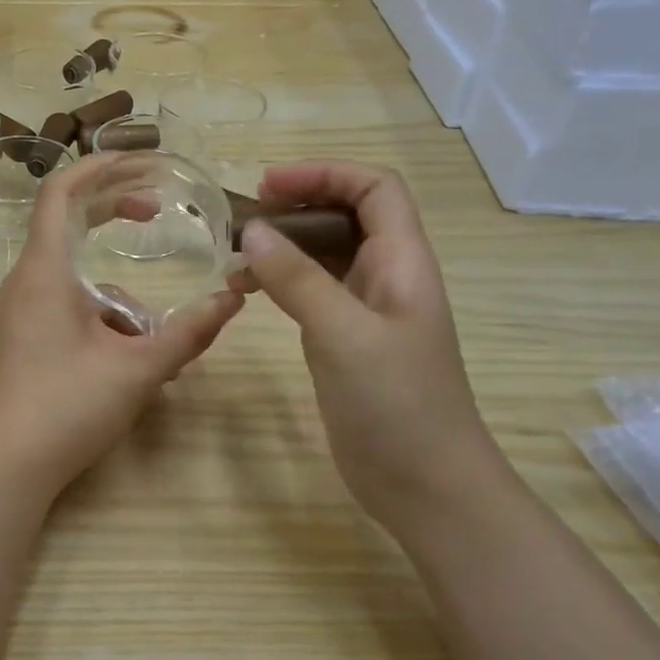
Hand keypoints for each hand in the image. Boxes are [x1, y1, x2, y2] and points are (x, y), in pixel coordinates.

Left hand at [0, 154, 243, 495]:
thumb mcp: (138, 368)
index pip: (61, 191)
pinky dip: (104, 318)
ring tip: (154, 340)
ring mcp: (22, 311)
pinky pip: (69, 307)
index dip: (99, 167)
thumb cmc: (66, 407)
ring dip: (119, 293)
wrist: (5, 467)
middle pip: (67, 222)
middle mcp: (27, 281)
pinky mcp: (25, 338)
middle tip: (156, 211)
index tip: (141, 161)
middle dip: (112, 211)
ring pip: (76, 277)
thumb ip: (189, 332)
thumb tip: (234, 298)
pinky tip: (133, 360)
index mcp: (45, 270)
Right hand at [231, 162, 504, 526]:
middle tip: (241, 220)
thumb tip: (253, 230)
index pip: (374, 189)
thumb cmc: (397, 405)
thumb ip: (298, 280)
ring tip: (234, 257)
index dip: (325, 174)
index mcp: (403, 262)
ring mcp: (366, 311)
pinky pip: (312, 293)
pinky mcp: (345, 341)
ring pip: (324, 255)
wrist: (425, 485)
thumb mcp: (344, 335)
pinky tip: (248, 292)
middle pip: (347, 215)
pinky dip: (280, 283)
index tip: (268, 186)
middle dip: (297, 205)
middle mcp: (387, 277)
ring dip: (283, 246)